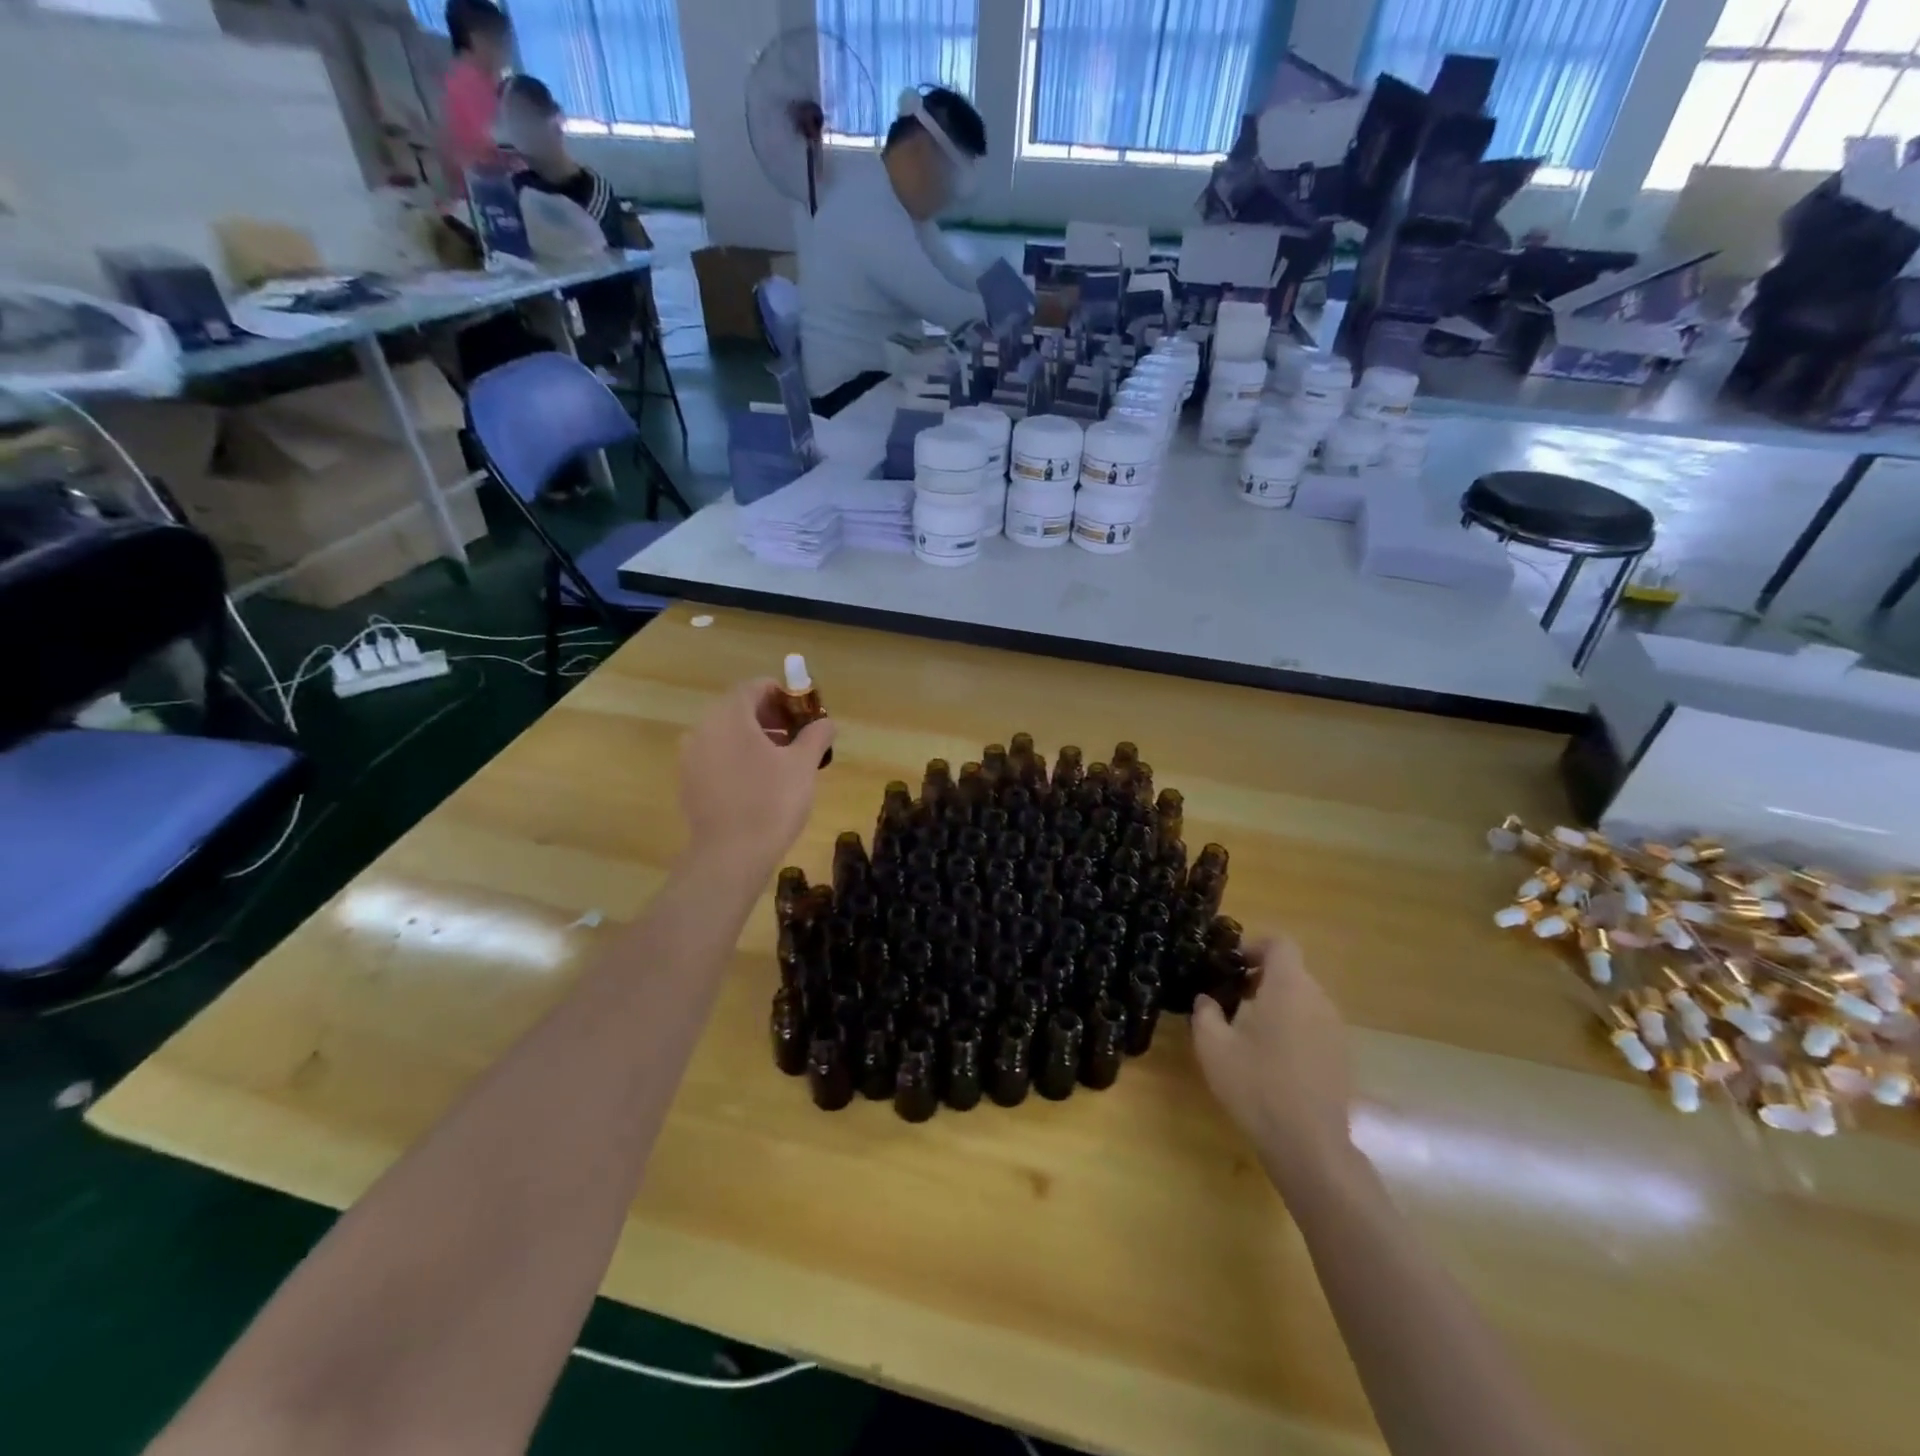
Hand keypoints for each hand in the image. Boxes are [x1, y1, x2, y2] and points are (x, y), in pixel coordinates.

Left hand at [679, 679, 834, 877]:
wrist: (730, 855)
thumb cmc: (771, 802)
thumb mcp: (803, 765)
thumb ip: (816, 735)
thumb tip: (826, 722)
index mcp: (730, 715)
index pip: (755, 687)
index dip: (783, 694)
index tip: (804, 713)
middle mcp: (703, 728)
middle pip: (738, 709)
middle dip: (770, 717)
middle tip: (797, 737)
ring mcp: (691, 756)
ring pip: (726, 734)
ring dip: (754, 738)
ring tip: (782, 761)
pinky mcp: (688, 782)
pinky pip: (715, 757)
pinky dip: (737, 758)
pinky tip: (758, 783)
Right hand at [1193, 938, 1354, 1190]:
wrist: (1309, 1146)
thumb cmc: (1256, 1087)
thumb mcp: (1213, 1047)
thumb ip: (1205, 1012)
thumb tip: (1208, 999)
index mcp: (1288, 988)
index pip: (1280, 944)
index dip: (1254, 946)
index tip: (1230, 966)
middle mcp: (1318, 1000)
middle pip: (1291, 971)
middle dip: (1260, 978)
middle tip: (1231, 999)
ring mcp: (1334, 1029)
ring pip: (1302, 999)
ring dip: (1276, 1003)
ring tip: (1247, 1030)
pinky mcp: (1341, 1056)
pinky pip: (1313, 1024)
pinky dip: (1292, 1027)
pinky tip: (1271, 1059)